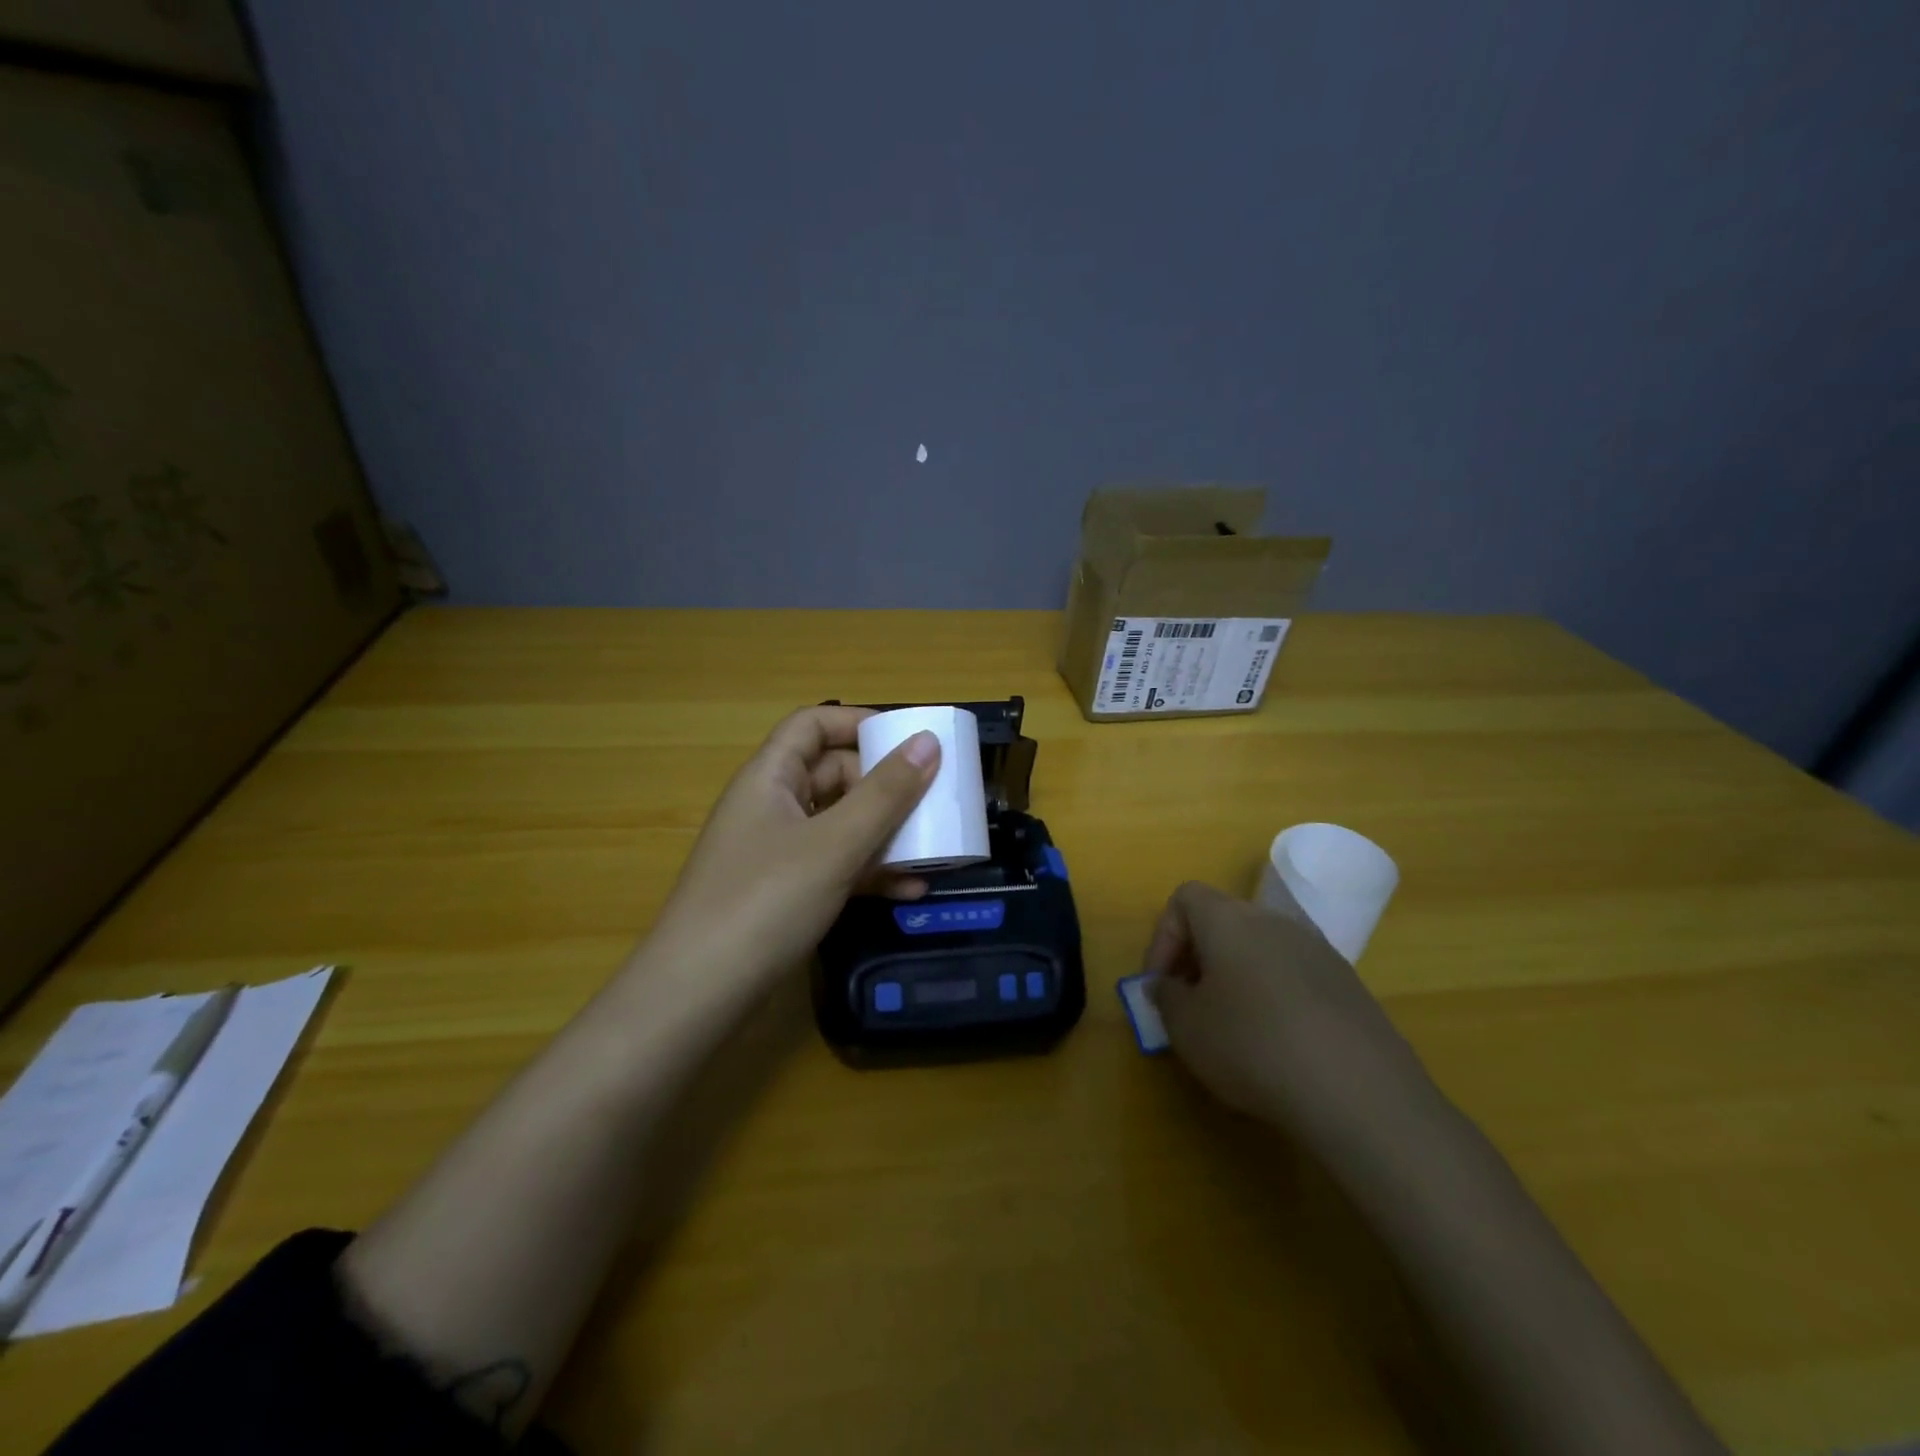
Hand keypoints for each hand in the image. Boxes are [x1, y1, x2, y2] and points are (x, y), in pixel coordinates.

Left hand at [642, 706, 939, 995]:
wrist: (699, 996)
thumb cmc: (765, 902)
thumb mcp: (834, 844)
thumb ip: (885, 794)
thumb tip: (928, 741)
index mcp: (770, 777)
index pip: (813, 724)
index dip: (859, 722)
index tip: (910, 738)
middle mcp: (772, 806)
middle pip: (833, 774)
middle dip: (884, 784)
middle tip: (934, 797)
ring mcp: (778, 853)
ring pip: (840, 824)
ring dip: (885, 832)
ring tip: (935, 844)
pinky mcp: (785, 893)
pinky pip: (836, 866)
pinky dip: (870, 873)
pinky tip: (911, 890)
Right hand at [1145, 881, 1431, 1138]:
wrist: (1361, 1094)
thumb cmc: (1252, 1046)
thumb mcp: (1186, 1027)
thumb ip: (1166, 996)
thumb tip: (1167, 984)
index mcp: (1229, 920)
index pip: (1185, 898)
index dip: (1163, 937)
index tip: (1160, 983)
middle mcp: (1275, 922)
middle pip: (1224, 923)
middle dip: (1199, 959)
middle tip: (1190, 1007)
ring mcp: (1319, 952)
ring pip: (1261, 951)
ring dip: (1237, 979)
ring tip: (1233, 1031)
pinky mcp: (1350, 987)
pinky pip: (1295, 979)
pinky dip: (1276, 1000)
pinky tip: (1280, 1048)